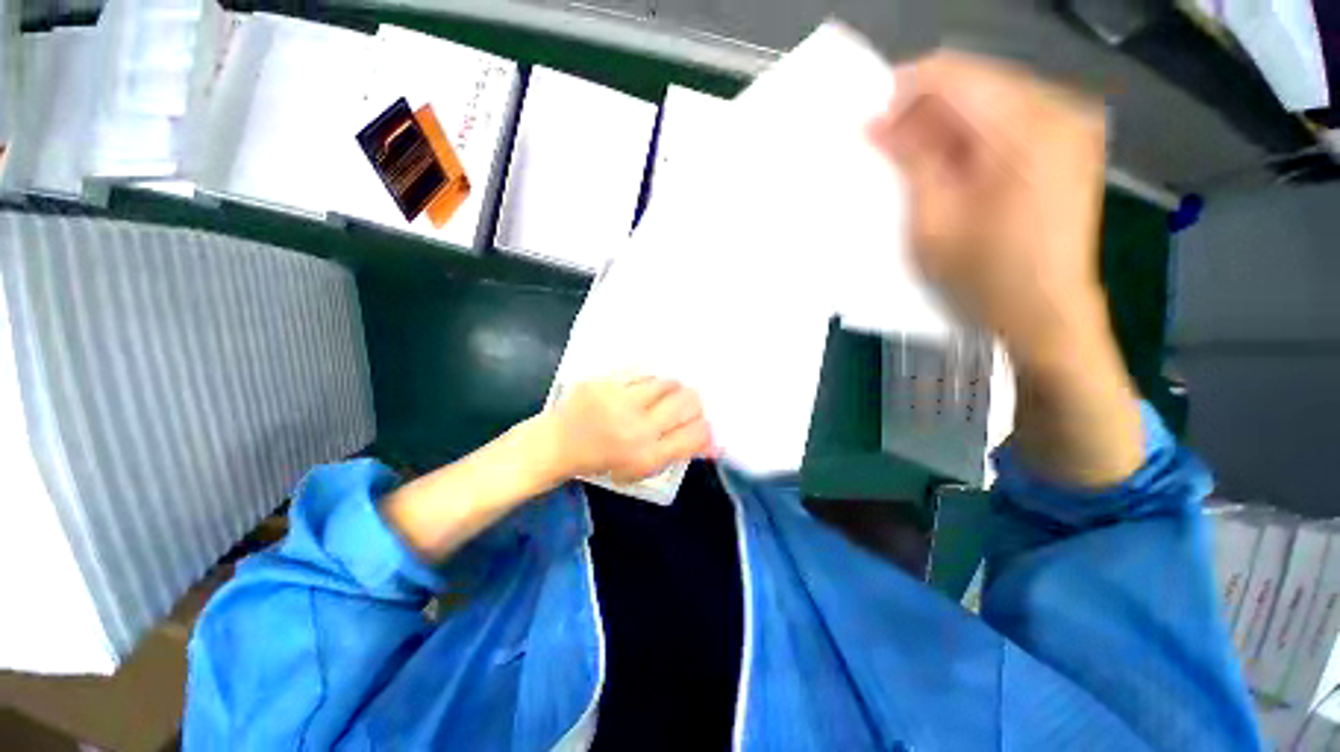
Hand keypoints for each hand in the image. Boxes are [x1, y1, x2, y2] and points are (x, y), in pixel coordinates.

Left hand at [549, 377, 712, 483]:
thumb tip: (716, 444)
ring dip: (671, 390)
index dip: (705, 428)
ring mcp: (621, 402)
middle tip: (682, 407)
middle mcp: (638, 429)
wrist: (557, 444)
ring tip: (657, 398)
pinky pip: (644, 374)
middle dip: (693, 404)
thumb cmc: (603, 461)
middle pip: (688, 403)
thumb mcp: (642, 469)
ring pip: (668, 383)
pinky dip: (649, 382)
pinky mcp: (606, 383)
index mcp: (647, 457)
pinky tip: (638, 391)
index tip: (699, 425)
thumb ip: (678, 453)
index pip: (697, 434)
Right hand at [870, 50, 1141, 487]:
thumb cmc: (984, 274)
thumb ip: (910, 160)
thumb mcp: (932, 219)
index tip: (870, 125)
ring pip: (990, 98)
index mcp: (1026, 126)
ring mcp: (1070, 125)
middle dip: (922, 110)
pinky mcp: (1069, 144)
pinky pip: (1009, 119)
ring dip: (945, 124)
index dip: (902, 91)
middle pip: (974, 81)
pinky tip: (951, 166)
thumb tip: (876, 124)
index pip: (952, 74)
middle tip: (887, 148)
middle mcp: (1058, 108)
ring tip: (915, 162)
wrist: (1045, 314)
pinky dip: (972, 136)